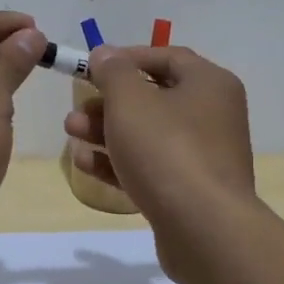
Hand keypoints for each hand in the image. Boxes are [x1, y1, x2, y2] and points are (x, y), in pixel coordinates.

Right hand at [63, 44, 257, 234]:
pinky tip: (85, 164)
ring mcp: (203, 156)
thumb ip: (113, 72)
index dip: (126, 58)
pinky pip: (150, 167)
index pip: (167, 57)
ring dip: (106, 132)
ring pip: (147, 135)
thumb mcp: (130, 100)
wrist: (204, 230)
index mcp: (209, 84)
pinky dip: (119, 162)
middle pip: (153, 98)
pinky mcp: (189, 191)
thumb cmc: (167, 150)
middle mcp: (212, 115)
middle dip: (108, 102)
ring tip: (71, 134)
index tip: (92, 67)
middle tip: (76, 109)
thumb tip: (105, 53)